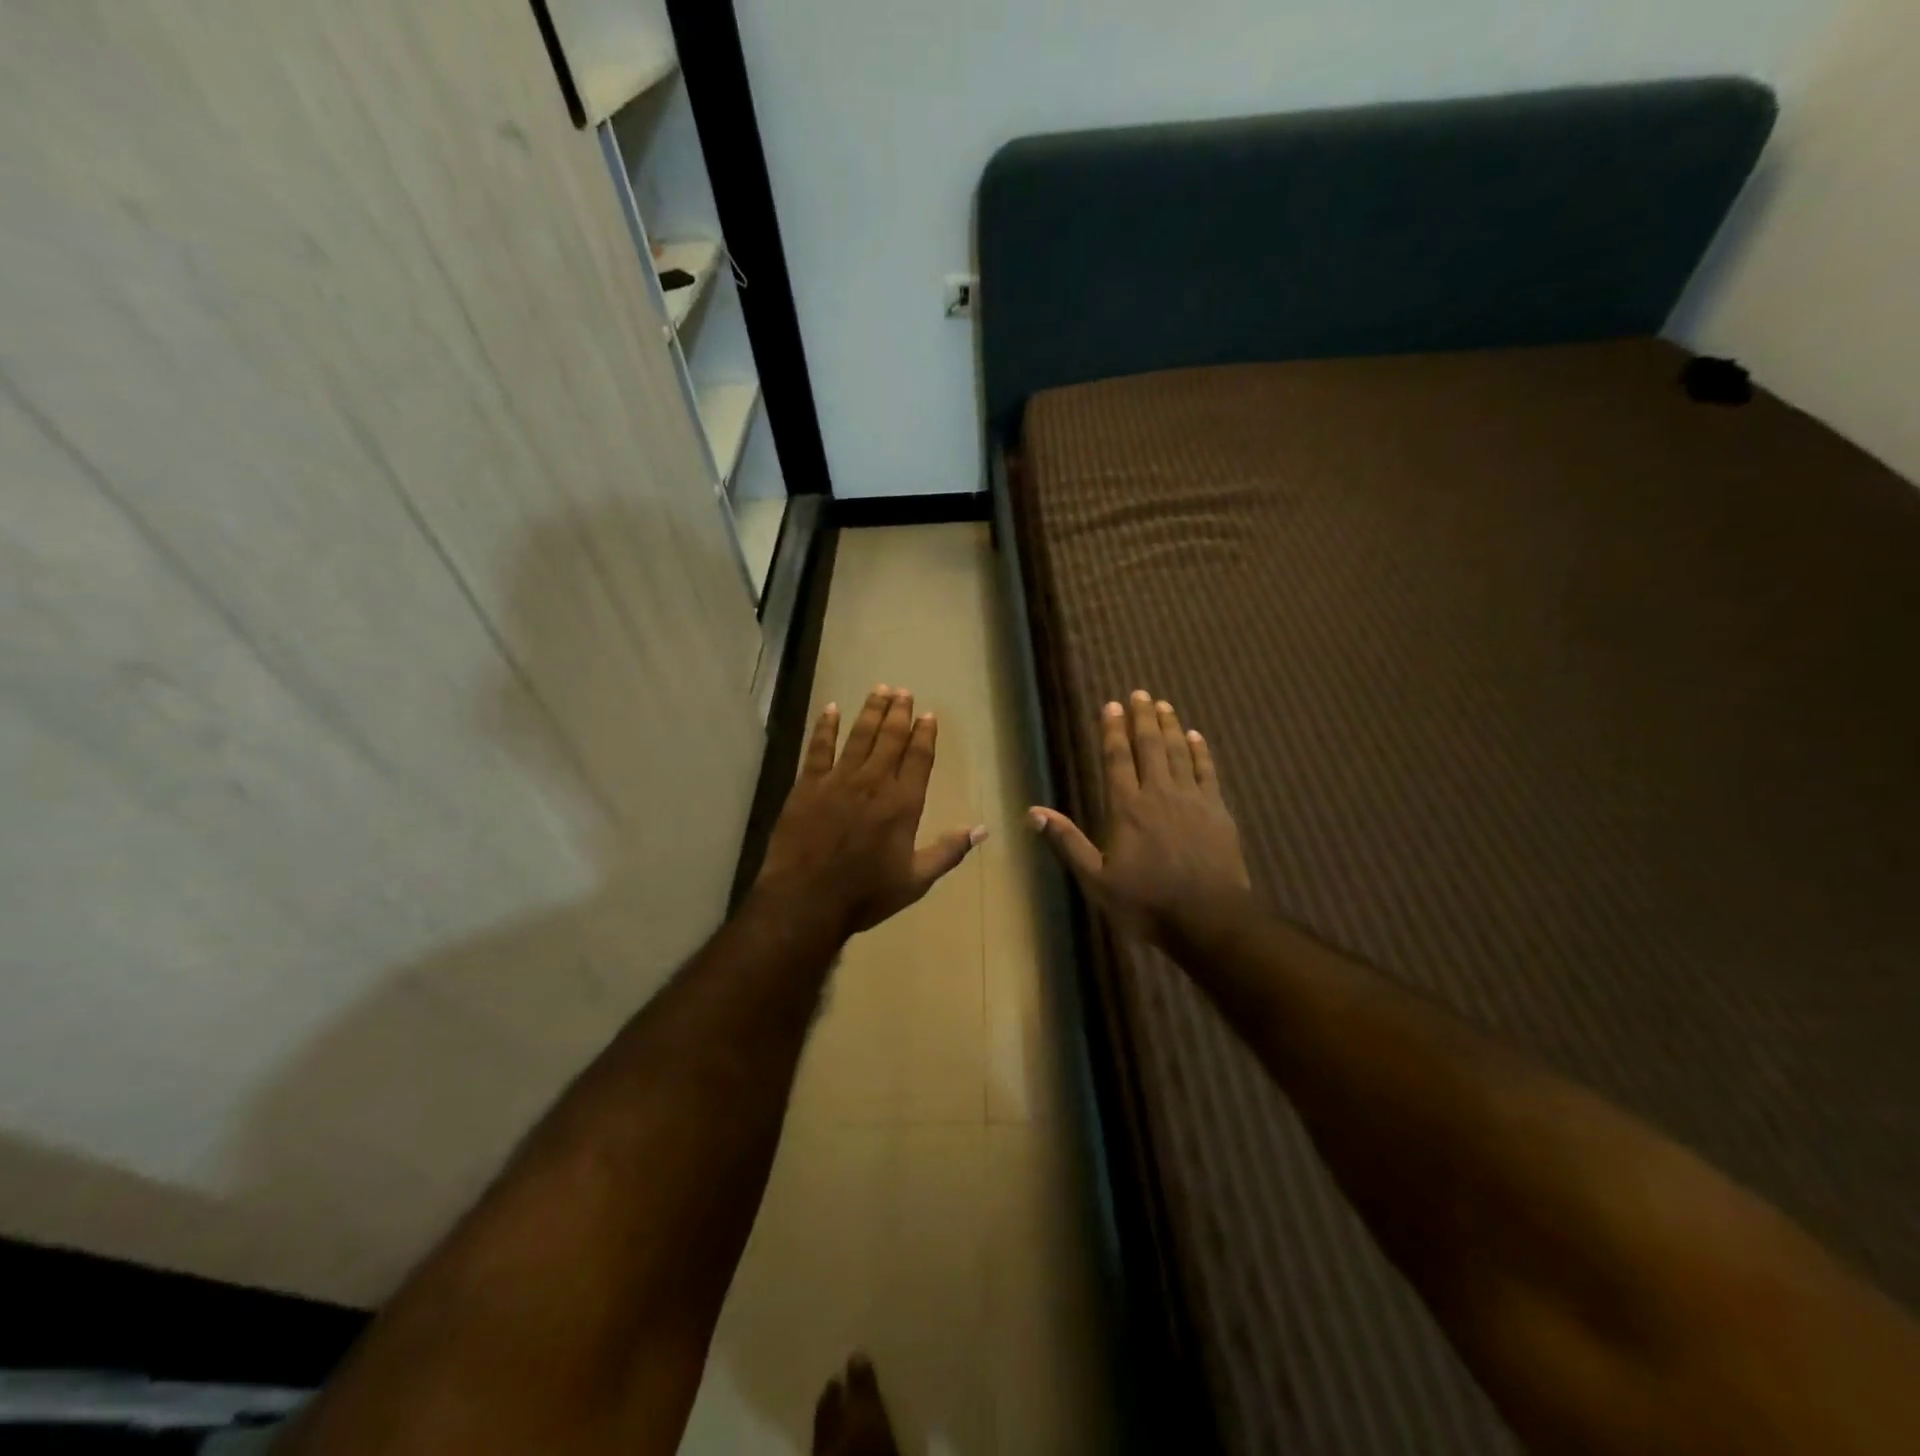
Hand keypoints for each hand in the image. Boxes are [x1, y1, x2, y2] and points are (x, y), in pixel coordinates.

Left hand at [756, 686, 985, 939]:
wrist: (807, 900)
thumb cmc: (865, 894)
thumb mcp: (916, 880)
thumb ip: (948, 851)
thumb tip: (982, 829)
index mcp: (903, 803)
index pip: (919, 758)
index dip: (925, 734)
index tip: (929, 715)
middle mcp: (874, 782)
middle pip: (890, 738)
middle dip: (899, 713)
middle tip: (904, 692)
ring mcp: (839, 780)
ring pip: (859, 736)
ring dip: (871, 711)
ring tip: (880, 690)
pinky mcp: (808, 785)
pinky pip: (819, 747)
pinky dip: (826, 726)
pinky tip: (831, 708)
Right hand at [1030, 691, 1249, 946]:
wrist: (1209, 919)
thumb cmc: (1146, 902)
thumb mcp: (1096, 880)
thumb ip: (1068, 842)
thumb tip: (1033, 812)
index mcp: (1126, 808)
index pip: (1117, 759)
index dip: (1113, 730)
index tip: (1112, 705)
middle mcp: (1158, 794)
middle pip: (1149, 746)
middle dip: (1143, 718)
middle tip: (1140, 693)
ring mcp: (1192, 800)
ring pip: (1179, 753)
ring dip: (1170, 726)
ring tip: (1164, 705)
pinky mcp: (1217, 811)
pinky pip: (1207, 771)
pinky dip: (1200, 752)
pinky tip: (1196, 737)